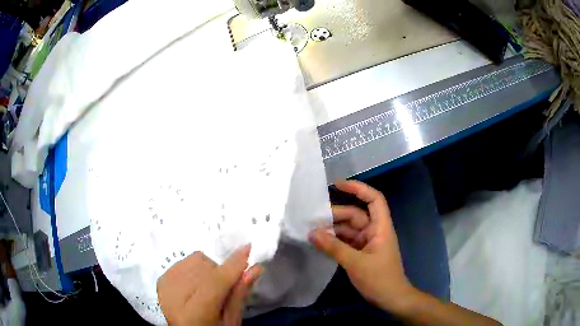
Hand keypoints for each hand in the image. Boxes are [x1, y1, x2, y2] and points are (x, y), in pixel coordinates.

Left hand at [157, 245, 263, 325]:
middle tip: (225, 289)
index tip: (247, 248)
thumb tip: (253, 268)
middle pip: (202, 267)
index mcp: (193, 315)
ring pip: (193, 260)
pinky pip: (184, 261)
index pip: (214, 284)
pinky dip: (195, 269)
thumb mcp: (231, 321)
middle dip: (220, 273)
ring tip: (208, 288)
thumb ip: (239, 295)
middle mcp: (173, 297)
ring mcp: (164, 286)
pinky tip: (196, 285)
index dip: (232, 266)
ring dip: (207, 269)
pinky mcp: (161, 279)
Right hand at [310, 181, 413, 311]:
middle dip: (336, 215)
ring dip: (333, 229)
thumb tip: (312, 233)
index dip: (357, 188)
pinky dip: (335, 241)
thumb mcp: (355, 263)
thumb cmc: (379, 279)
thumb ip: (333, 247)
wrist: (391, 299)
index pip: (373, 199)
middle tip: (313, 219)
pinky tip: (320, 242)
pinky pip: (347, 241)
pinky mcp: (362, 253)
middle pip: (356, 214)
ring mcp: (368, 242)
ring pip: (349, 229)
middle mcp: (375, 231)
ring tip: (312, 231)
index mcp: (381, 227)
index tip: (337, 185)